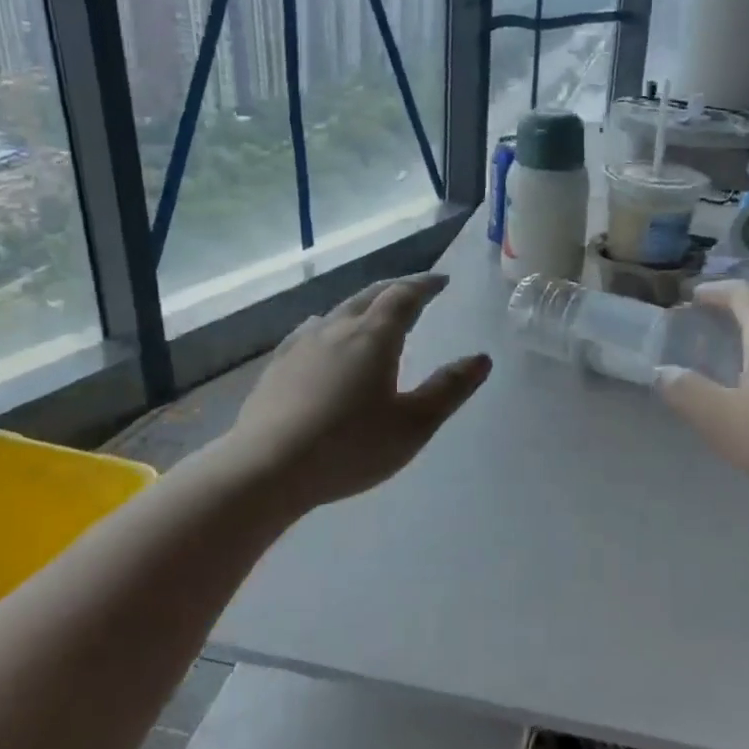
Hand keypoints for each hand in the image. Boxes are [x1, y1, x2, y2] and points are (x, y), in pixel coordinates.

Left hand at [227, 273, 491, 508]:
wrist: (267, 468)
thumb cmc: (349, 447)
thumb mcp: (413, 425)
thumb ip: (449, 389)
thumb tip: (481, 358)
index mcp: (374, 337)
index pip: (404, 296)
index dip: (425, 285)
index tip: (441, 281)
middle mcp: (337, 329)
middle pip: (370, 296)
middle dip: (396, 288)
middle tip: (414, 289)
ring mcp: (301, 345)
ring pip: (338, 310)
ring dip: (362, 304)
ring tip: (374, 311)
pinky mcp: (277, 366)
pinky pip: (308, 331)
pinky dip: (328, 324)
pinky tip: (319, 333)